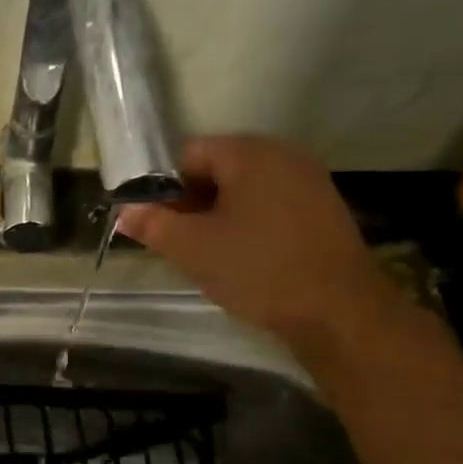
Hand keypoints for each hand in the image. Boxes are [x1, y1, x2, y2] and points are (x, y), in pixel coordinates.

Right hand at [117, 137, 401, 359]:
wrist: (337, 309)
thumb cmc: (257, 269)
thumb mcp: (192, 249)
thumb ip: (153, 225)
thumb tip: (125, 211)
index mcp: (249, 154)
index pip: (189, 154)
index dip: (163, 187)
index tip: (155, 223)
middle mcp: (282, 155)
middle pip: (218, 168)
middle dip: (190, 202)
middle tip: (176, 242)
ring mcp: (307, 181)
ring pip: (243, 189)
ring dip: (217, 215)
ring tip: (206, 254)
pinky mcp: (321, 208)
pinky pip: (269, 204)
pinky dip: (247, 223)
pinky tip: (241, 257)